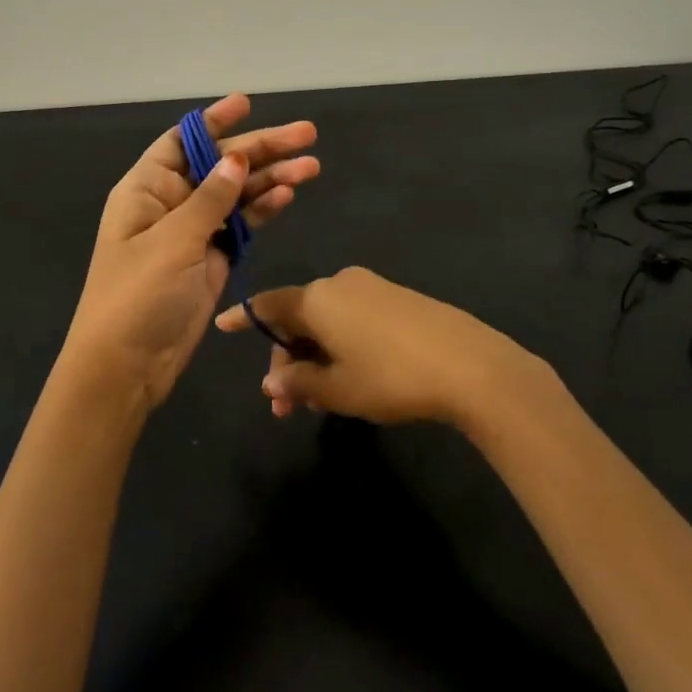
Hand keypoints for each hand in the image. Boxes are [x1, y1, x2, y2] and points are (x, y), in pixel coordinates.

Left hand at [66, 94, 318, 415]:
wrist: (128, 366)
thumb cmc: (137, 296)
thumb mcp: (172, 241)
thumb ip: (210, 199)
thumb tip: (237, 158)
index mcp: (147, 189)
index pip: (183, 142)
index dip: (214, 121)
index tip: (247, 103)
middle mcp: (171, 203)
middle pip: (220, 165)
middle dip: (261, 149)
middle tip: (307, 134)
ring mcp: (194, 231)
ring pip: (237, 194)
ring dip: (272, 178)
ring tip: (311, 165)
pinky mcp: (213, 258)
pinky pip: (242, 224)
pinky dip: (263, 209)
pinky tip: (288, 194)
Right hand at [214, 266, 555, 431]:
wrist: (469, 364)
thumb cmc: (390, 376)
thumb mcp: (337, 389)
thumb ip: (298, 381)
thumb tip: (272, 380)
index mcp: (317, 298)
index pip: (268, 305)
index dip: (244, 318)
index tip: (222, 326)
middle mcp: (341, 283)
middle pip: (299, 318)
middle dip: (288, 360)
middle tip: (287, 407)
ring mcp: (373, 288)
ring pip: (328, 322)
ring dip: (315, 358)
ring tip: (319, 403)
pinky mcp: (400, 298)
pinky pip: (355, 319)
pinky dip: (342, 346)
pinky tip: (352, 379)